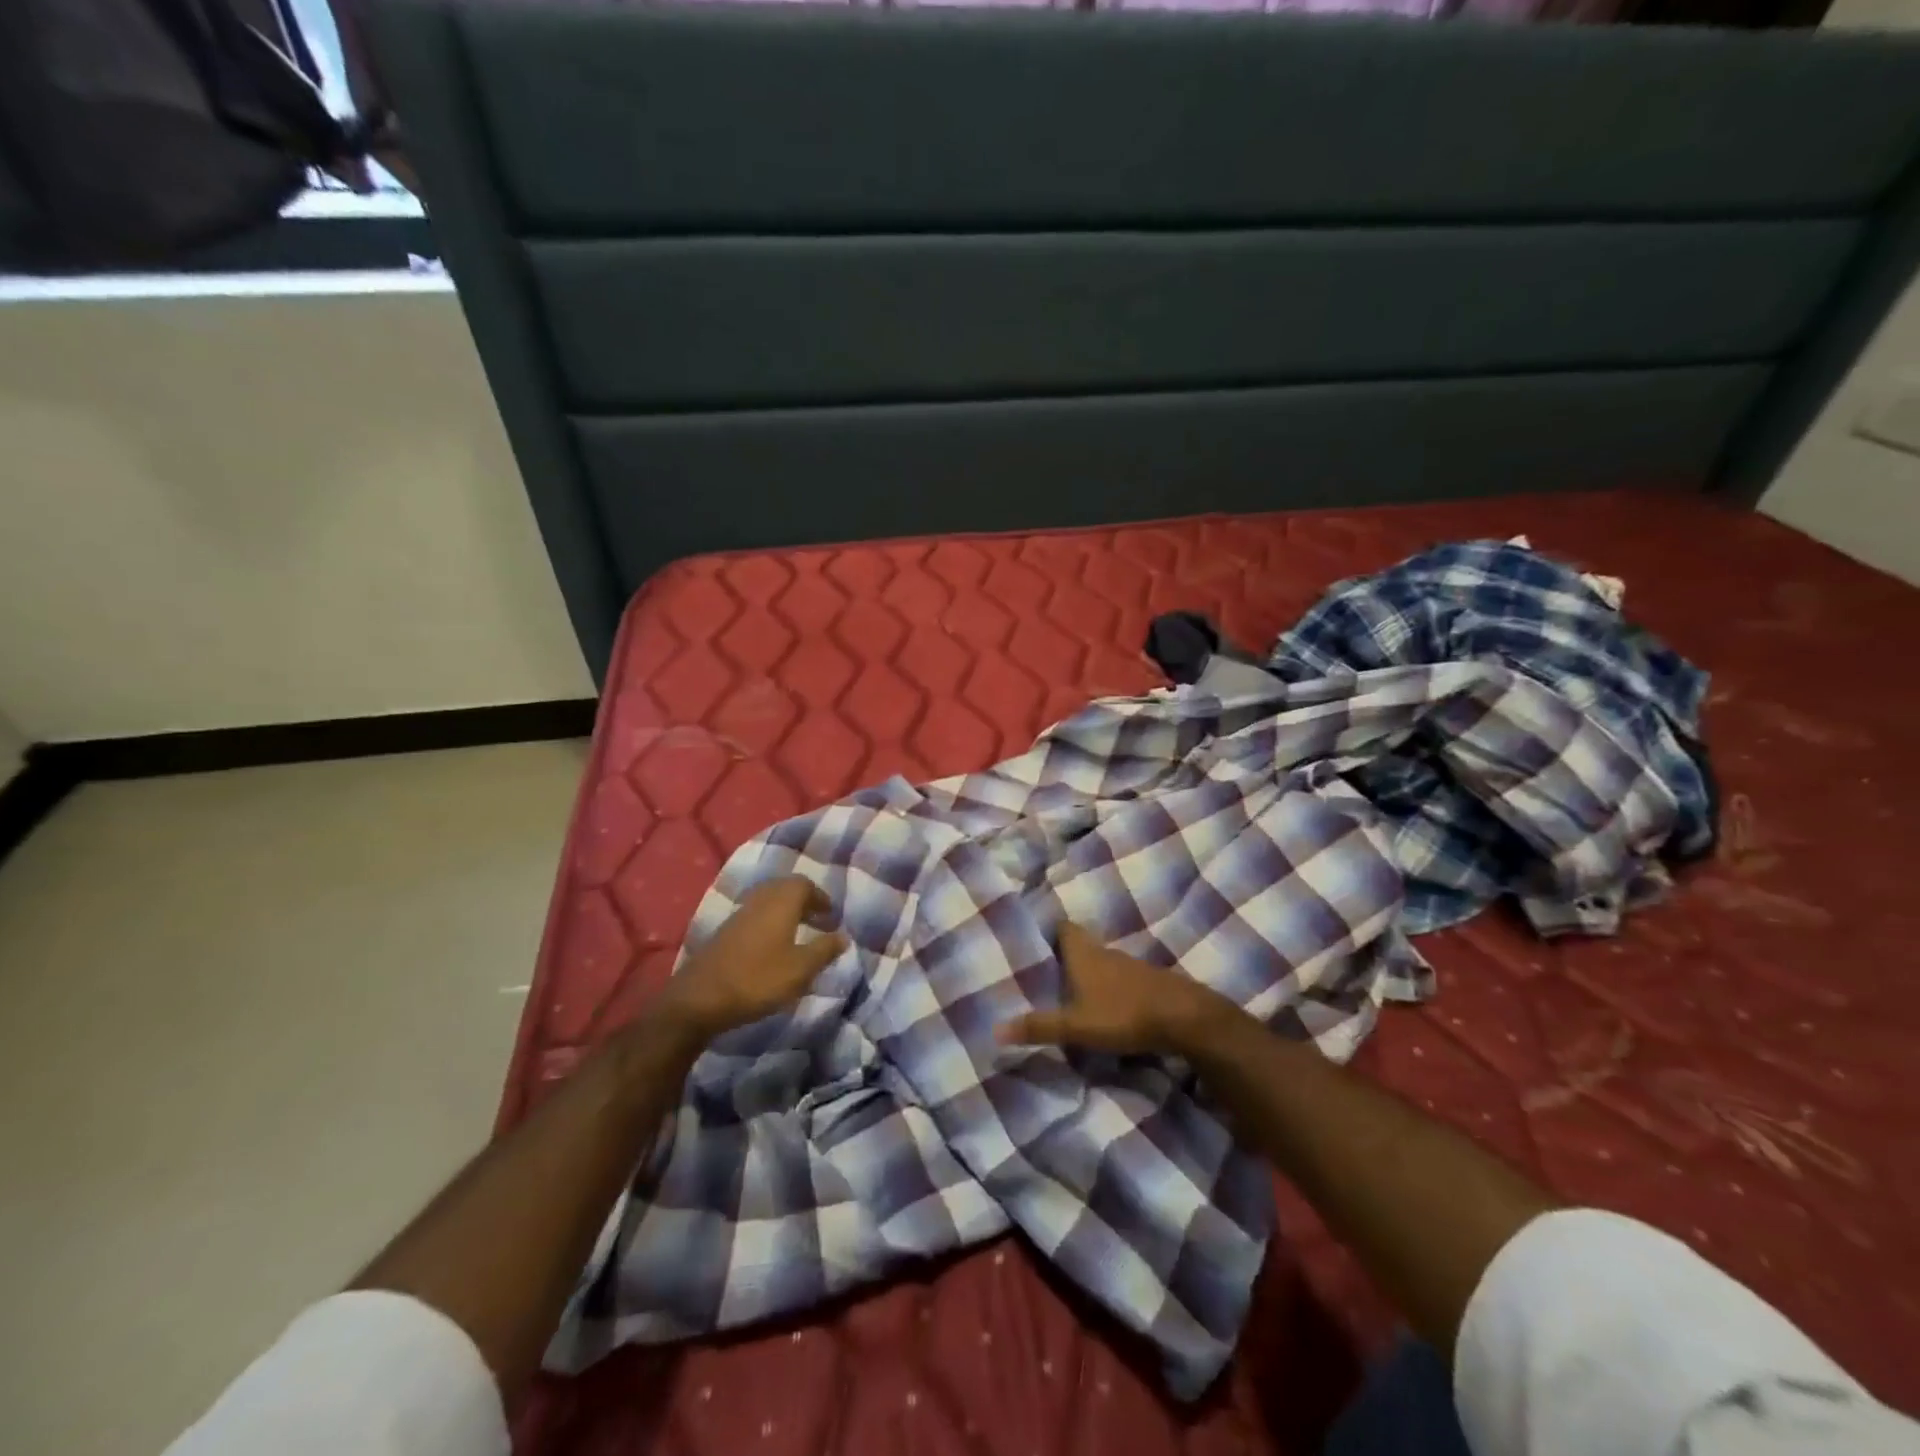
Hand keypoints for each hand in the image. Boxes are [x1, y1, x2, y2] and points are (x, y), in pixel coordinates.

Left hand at [656, 877, 847, 1043]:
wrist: (700, 998)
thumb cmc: (758, 979)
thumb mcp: (801, 969)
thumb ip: (824, 950)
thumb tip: (844, 936)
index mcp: (781, 902)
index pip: (804, 884)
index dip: (820, 897)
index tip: (831, 915)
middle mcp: (760, 900)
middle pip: (784, 888)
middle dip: (803, 900)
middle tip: (817, 920)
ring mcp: (739, 915)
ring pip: (767, 901)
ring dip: (785, 911)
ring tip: (798, 932)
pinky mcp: (725, 932)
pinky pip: (754, 915)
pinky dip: (769, 922)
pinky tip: (773, 946)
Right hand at [996, 922, 1235, 1055]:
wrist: (1186, 1018)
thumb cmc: (1124, 1014)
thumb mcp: (1076, 1026)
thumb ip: (1039, 1027)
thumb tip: (994, 1029)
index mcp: (1084, 954)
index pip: (1063, 927)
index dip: (1048, 930)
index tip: (1032, 939)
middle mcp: (1106, 953)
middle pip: (1081, 945)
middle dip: (1064, 956)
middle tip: (1043, 972)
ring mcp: (1130, 966)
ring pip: (1101, 963)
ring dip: (1087, 974)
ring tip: (1069, 992)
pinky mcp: (1149, 983)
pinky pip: (1120, 979)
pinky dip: (1109, 988)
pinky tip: (1104, 1006)